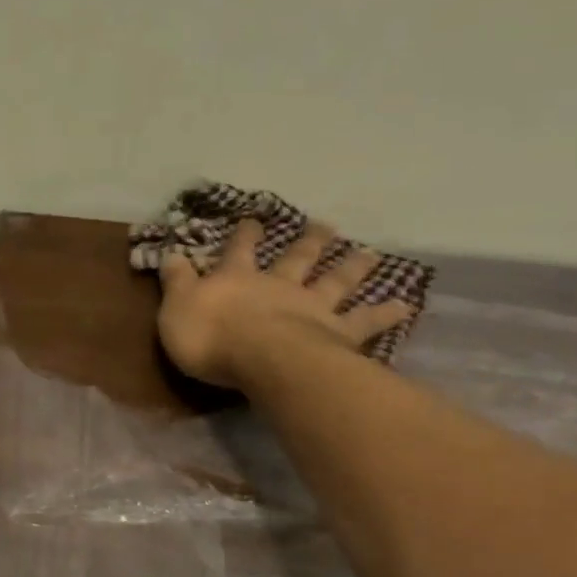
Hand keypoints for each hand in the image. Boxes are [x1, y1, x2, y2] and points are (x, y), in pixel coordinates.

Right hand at [157, 219, 414, 389]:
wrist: (259, 358)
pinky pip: (365, 322)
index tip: (253, 217)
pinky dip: (385, 313)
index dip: (244, 235)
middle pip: (296, 258)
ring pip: (335, 281)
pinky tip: (406, 306)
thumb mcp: (176, 307)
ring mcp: (311, 307)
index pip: (238, 251)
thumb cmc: (211, 336)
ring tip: (369, 253)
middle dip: (308, 241)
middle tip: (325, 224)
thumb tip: (171, 253)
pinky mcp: (336, 333)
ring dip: (352, 266)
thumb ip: (177, 281)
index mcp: (237, 279)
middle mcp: (279, 285)